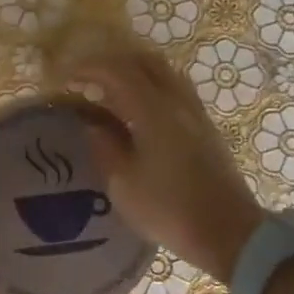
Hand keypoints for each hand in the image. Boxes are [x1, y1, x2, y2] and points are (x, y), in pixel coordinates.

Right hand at [65, 45, 262, 284]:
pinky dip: (151, 88)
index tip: (65, 79)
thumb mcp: (122, 184)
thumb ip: (104, 147)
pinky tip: (138, 111)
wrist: (227, 232)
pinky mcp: (205, 128)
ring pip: (164, 73)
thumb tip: (93, 125)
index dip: (88, 69)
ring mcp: (195, 113)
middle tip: (88, 79)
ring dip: (134, 73)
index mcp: (152, 111)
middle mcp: (177, 102)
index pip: (117, 72)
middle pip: (145, 61)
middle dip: (112, 63)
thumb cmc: (168, 209)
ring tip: (110, 92)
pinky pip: (175, 90)